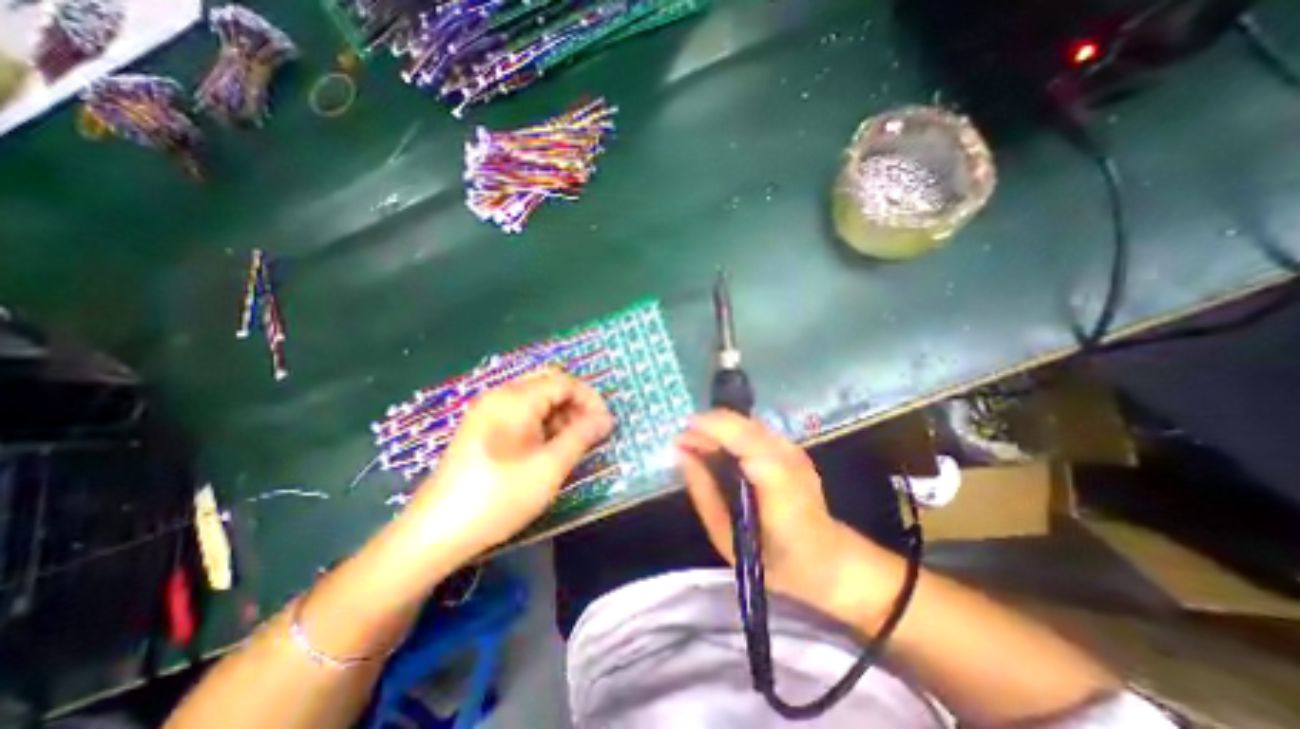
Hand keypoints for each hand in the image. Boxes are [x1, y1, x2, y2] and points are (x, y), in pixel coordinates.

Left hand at [406, 372, 615, 564]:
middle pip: (549, 385)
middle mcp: (500, 395)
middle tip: (592, 432)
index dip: (590, 399)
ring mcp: (488, 411)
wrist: (434, 534)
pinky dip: (543, 424)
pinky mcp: (482, 427)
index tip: (606, 425)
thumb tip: (605, 420)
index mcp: (515, 399)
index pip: (564, 381)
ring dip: (560, 415)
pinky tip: (550, 448)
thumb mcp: (549, 467)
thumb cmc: (498, 498)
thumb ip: (581, 437)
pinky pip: (522, 414)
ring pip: (536, 399)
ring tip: (574, 443)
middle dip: (576, 404)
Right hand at [676, 414, 887, 622]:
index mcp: (777, 483)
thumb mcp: (727, 535)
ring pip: (747, 423)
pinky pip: (754, 431)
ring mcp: (794, 449)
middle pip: (744, 424)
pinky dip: (731, 434)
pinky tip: (719, 450)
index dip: (711, 428)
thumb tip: (680, 453)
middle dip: (709, 426)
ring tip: (696, 446)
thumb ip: (703, 490)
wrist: (827, 559)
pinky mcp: (792, 448)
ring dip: (718, 429)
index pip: (744, 439)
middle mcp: (788, 457)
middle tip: (682, 443)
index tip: (680, 434)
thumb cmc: (773, 559)